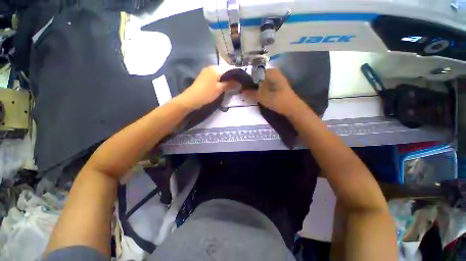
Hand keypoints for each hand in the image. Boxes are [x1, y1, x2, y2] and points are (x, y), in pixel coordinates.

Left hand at [176, 66, 234, 109]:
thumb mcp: (219, 89)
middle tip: (235, 86)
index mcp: (215, 69)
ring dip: (224, 80)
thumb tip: (239, 83)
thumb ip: (230, 84)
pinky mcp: (203, 77)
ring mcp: (206, 72)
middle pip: (224, 72)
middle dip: (230, 79)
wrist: (191, 99)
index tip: (240, 83)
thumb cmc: (207, 93)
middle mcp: (210, 68)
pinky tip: (222, 87)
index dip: (235, 76)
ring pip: (219, 75)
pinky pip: (214, 77)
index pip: (229, 70)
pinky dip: (219, 81)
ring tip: (230, 87)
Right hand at [245, 68, 300, 115]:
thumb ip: (250, 93)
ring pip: (262, 82)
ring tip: (250, 94)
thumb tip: (242, 91)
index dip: (247, 79)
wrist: (292, 108)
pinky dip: (261, 90)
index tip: (242, 87)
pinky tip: (258, 96)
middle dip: (251, 84)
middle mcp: (274, 73)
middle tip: (245, 92)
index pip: (254, 72)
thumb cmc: (277, 100)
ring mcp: (277, 80)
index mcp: (270, 71)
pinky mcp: (278, 87)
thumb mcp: (261, 97)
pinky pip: (266, 86)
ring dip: (256, 88)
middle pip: (258, 77)